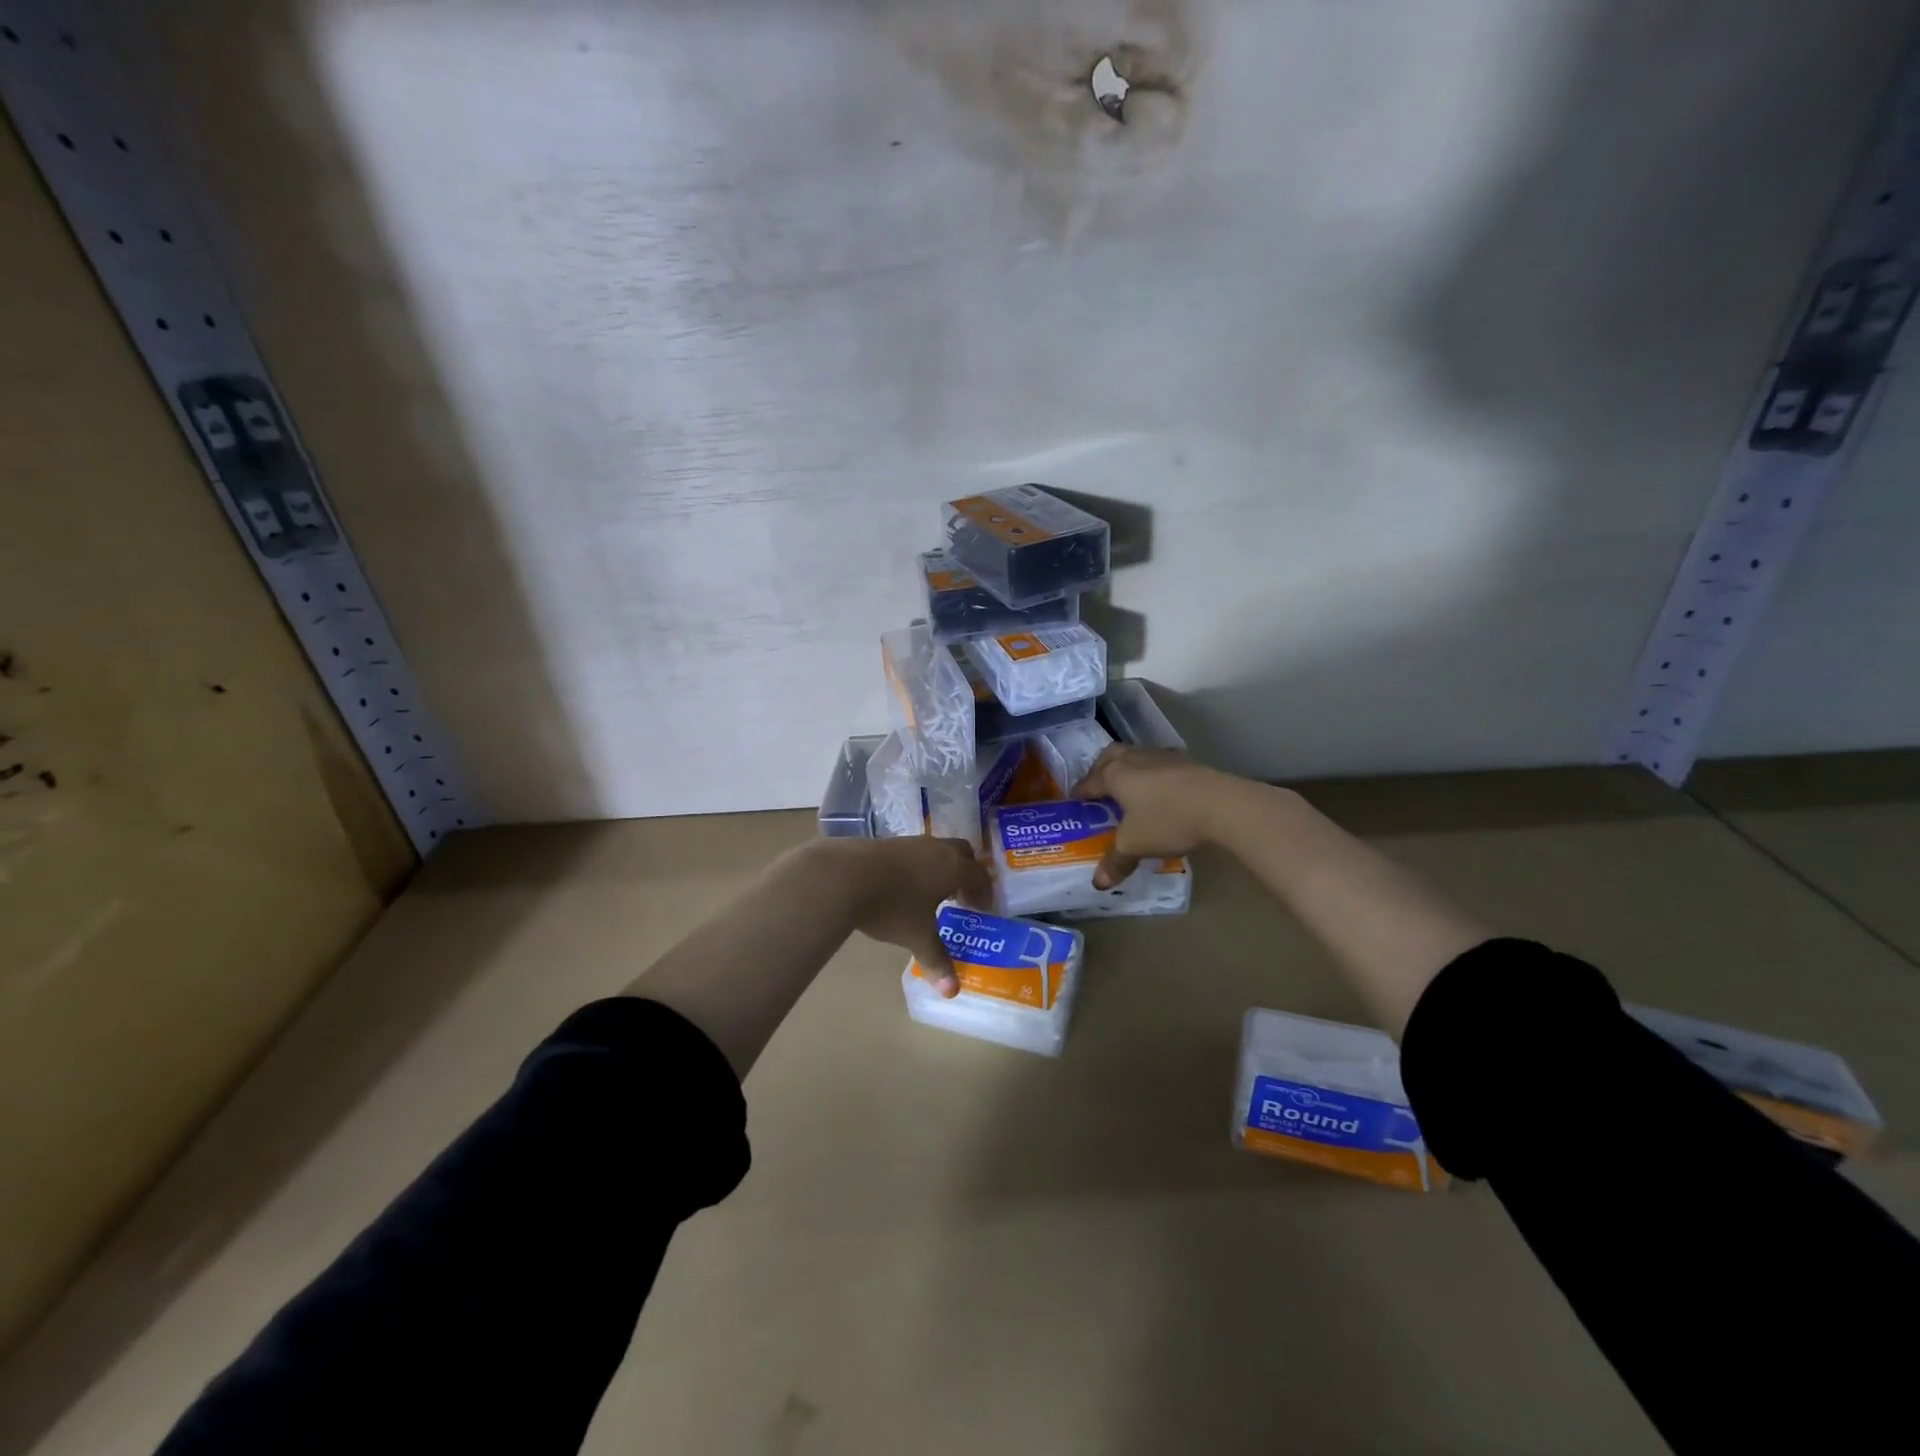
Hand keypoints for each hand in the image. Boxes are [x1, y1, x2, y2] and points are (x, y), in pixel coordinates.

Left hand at [809, 836, 992, 996]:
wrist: (846, 875)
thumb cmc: (892, 906)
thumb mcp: (917, 936)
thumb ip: (937, 960)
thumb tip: (952, 992)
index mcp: (954, 868)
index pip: (980, 875)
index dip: (984, 892)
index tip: (982, 909)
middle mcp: (937, 849)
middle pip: (963, 853)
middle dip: (967, 872)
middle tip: (962, 896)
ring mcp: (911, 842)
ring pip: (937, 849)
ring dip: (942, 867)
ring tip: (932, 893)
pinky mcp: (888, 842)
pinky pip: (915, 851)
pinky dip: (919, 865)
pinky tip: (904, 885)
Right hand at [1071, 746, 1236, 889]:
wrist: (1222, 805)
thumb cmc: (1167, 820)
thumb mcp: (1135, 845)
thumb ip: (1115, 861)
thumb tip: (1098, 883)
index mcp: (1115, 774)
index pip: (1089, 782)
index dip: (1079, 794)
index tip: (1074, 803)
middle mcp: (1135, 759)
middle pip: (1110, 756)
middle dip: (1100, 769)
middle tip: (1099, 788)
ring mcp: (1163, 757)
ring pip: (1136, 756)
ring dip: (1128, 770)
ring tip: (1130, 791)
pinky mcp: (1187, 762)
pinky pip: (1159, 765)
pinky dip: (1152, 775)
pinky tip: (1160, 792)